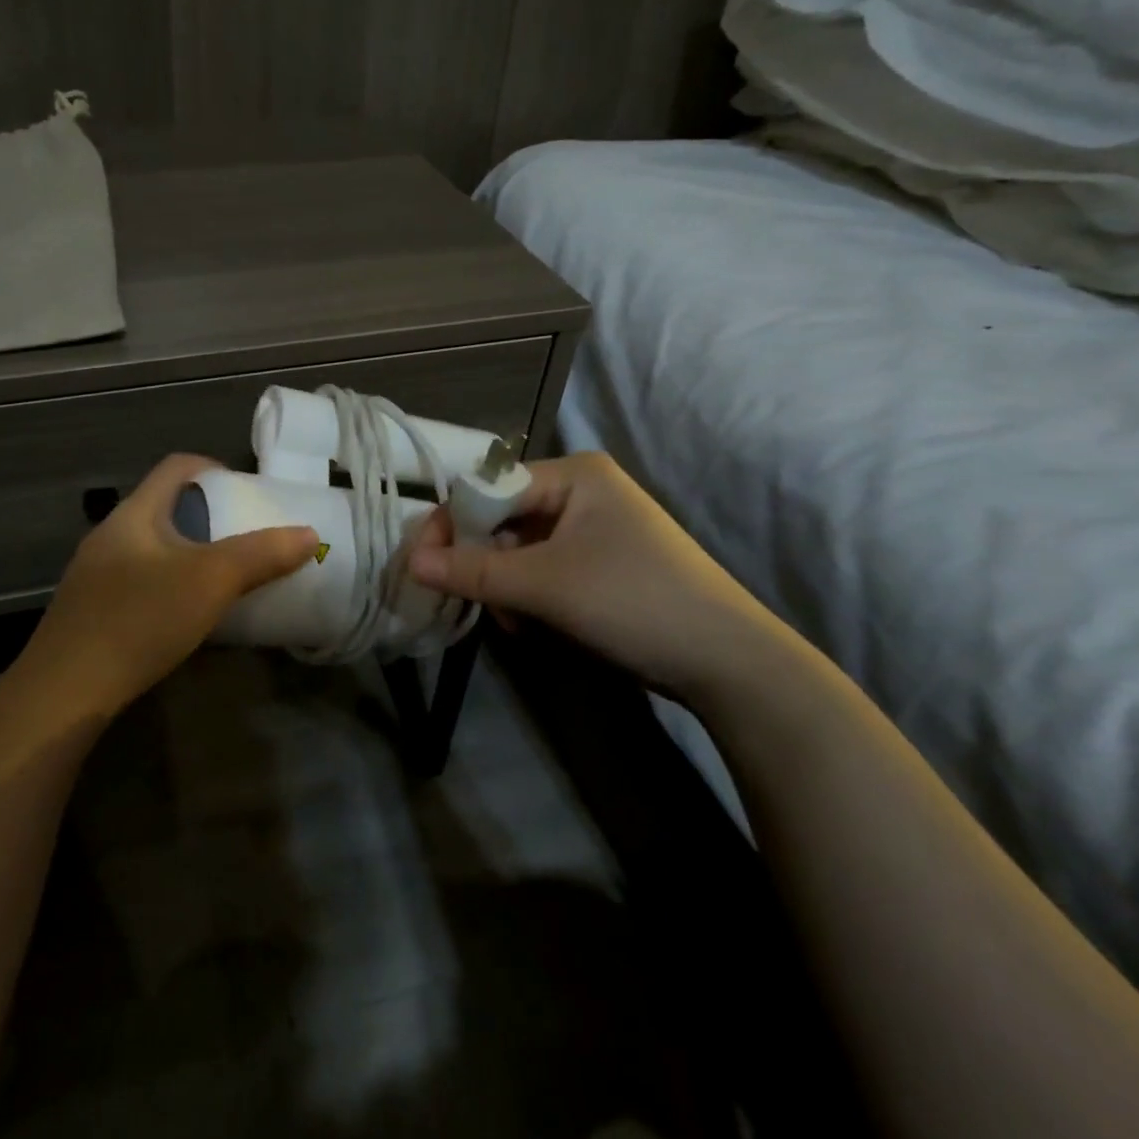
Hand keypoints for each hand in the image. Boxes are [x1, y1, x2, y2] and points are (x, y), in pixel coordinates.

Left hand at [20, 454, 319, 714]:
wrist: (65, 693)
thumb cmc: (140, 619)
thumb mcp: (210, 582)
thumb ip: (261, 555)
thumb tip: (308, 534)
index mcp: (134, 514)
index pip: (176, 467)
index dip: (214, 468)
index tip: (246, 491)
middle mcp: (110, 535)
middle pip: (165, 507)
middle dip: (208, 517)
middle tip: (244, 538)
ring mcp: (95, 575)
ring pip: (152, 547)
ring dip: (189, 553)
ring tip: (222, 577)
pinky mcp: (91, 611)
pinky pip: (139, 580)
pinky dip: (170, 584)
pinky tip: (185, 616)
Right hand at [405, 452, 782, 698]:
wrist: (729, 663)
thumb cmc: (632, 601)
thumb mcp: (544, 585)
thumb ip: (473, 570)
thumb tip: (410, 562)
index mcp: (574, 474)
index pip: (489, 487)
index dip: (452, 523)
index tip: (420, 563)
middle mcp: (582, 491)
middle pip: (503, 519)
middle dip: (486, 564)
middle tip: (475, 602)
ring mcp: (594, 529)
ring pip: (520, 550)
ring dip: (507, 587)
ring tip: (520, 623)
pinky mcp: (601, 564)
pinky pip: (544, 570)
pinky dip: (531, 597)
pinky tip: (538, 626)